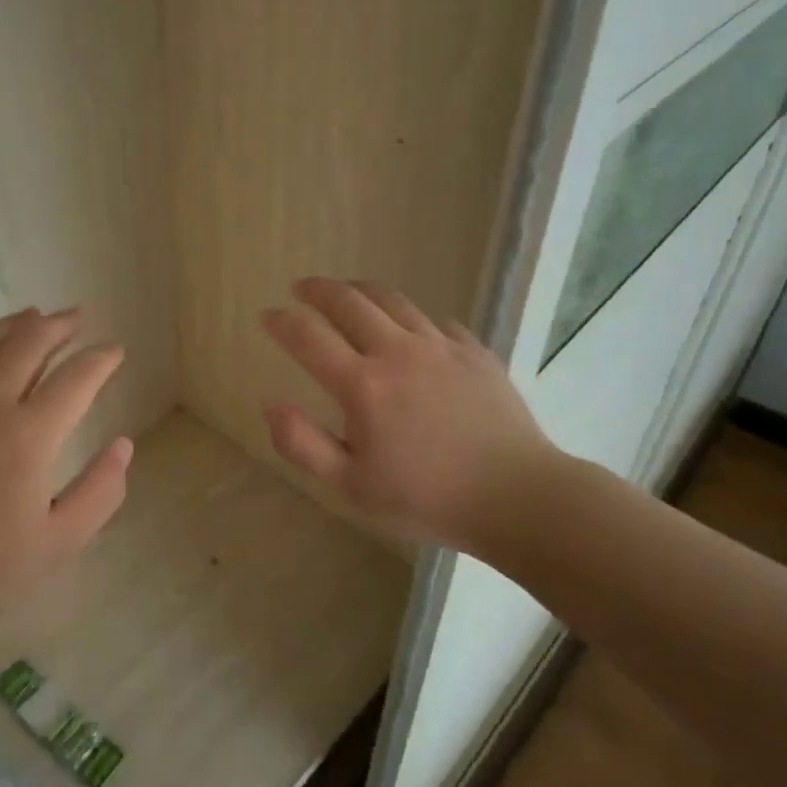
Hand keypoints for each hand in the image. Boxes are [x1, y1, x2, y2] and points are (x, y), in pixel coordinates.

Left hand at [0, 307, 130, 654]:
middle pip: (29, 342)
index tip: (115, 351)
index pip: (76, 378)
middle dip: (61, 326)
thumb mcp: (58, 545)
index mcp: (27, 436)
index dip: (101, 359)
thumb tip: (123, 444)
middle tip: (79, 319)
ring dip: (15, 323)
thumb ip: (100, 491)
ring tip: (36, 316)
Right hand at [259, 277, 562, 558]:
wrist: (518, 498)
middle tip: (301, 288)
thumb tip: (269, 404)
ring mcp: (440, 346)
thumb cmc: (427, 498)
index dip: (282, 322)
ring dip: (360, 291)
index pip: (308, 337)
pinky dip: (411, 318)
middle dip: (318, 289)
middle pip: (349, 301)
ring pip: (392, 300)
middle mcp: (397, 352)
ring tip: (347, 292)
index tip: (268, 316)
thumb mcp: (352, 486)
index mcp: (363, 385)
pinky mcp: (474, 351)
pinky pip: (435, 321)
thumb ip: (303, 444)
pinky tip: (410, 330)